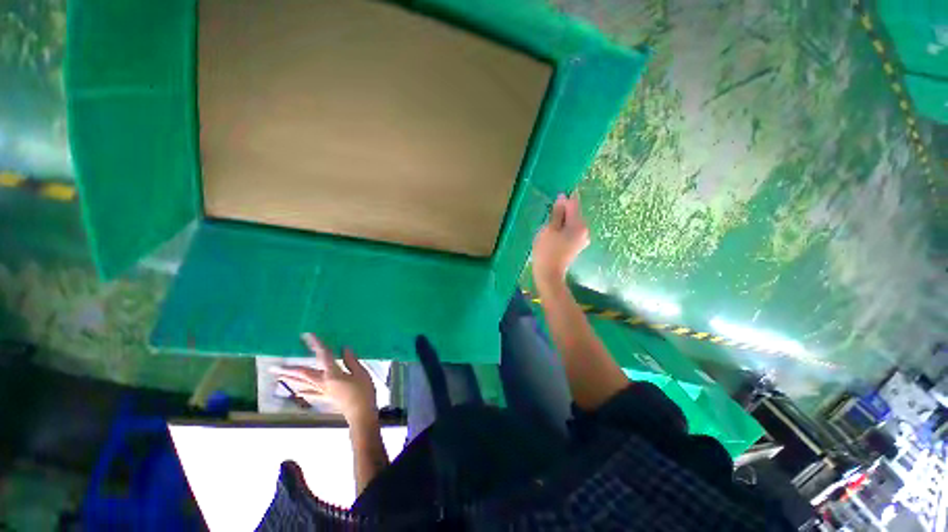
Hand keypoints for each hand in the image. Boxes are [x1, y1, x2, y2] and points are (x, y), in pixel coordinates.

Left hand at [271, 333, 376, 423]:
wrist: (361, 414)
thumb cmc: (363, 392)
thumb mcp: (361, 373)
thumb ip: (351, 360)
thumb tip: (344, 348)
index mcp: (333, 374)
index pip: (323, 355)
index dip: (316, 344)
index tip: (306, 335)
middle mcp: (323, 383)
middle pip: (303, 374)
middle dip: (289, 369)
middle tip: (273, 367)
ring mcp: (323, 392)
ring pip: (303, 384)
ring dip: (291, 380)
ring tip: (279, 376)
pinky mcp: (325, 399)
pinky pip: (310, 394)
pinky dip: (303, 392)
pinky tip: (297, 392)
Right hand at [532, 193, 588, 285]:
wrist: (549, 274)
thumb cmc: (546, 251)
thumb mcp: (549, 229)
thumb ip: (557, 213)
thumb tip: (562, 198)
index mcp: (579, 225)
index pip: (573, 204)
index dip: (564, 198)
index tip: (554, 197)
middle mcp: (585, 230)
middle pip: (574, 213)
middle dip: (562, 211)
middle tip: (548, 215)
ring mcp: (582, 239)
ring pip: (572, 223)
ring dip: (562, 220)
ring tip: (549, 226)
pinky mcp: (577, 246)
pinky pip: (571, 231)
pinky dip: (563, 229)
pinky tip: (553, 234)